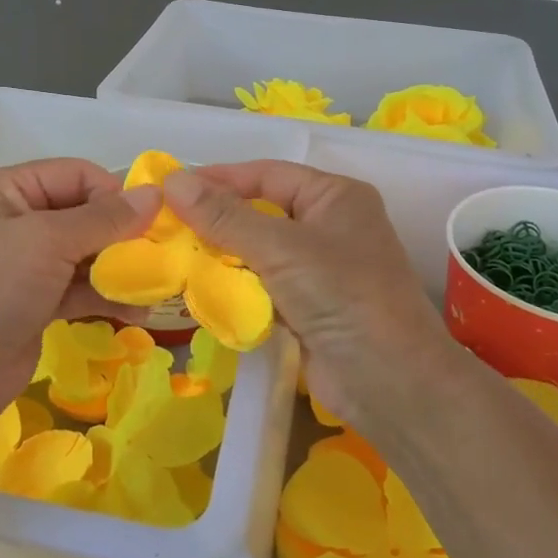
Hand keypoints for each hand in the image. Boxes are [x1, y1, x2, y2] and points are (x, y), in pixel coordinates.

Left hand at [0, 159, 160, 438]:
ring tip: (154, 287)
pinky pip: (81, 287)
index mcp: (8, 189)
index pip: (76, 174)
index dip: (113, 193)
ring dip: (120, 268)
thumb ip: (105, 218)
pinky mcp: (37, 300)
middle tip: (159, 255)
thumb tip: (154, 195)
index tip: (148, 222)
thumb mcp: (48, 241)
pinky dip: (107, 295)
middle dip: (123, 234)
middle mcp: (17, 219)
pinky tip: (138, 311)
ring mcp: (27, 263)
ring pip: (87, 253)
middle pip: (85, 213)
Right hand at [164, 161, 468, 444]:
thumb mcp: (280, 249)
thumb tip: (173, 180)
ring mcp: (321, 269)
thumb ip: (225, 217)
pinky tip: (201, 291)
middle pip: (261, 212)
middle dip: (216, 220)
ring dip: (222, 256)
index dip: (220, 178)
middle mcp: (330, 226)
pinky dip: (236, 288)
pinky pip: (263, 286)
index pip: (267, 174)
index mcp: (334, 197)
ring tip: (174, 257)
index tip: (171, 187)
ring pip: (259, 251)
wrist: (392, 383)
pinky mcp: (310, 307)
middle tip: (166, 225)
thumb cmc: (342, 296)